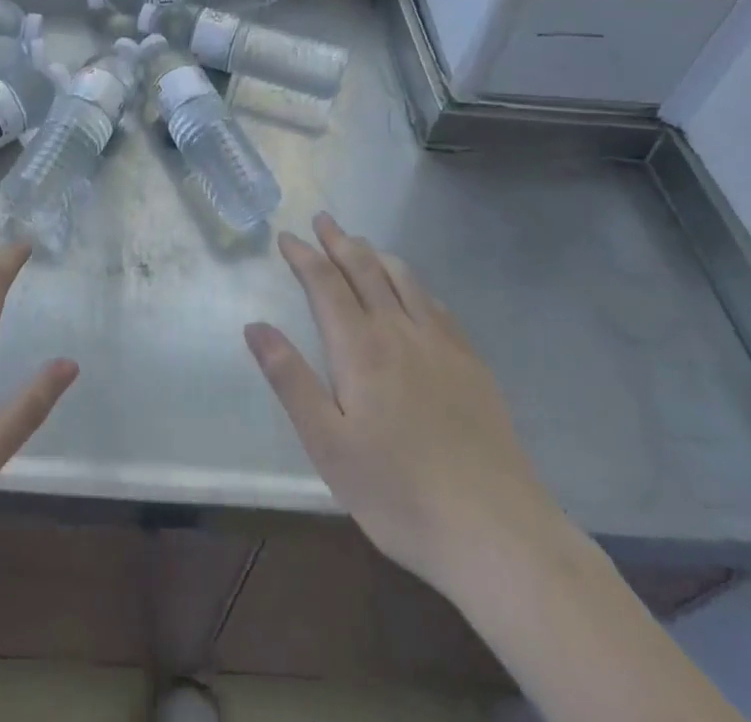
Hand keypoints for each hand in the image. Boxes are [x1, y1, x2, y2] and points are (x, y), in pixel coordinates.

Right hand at [245, 213, 570, 593]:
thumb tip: (254, 326)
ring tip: (362, 243)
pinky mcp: (472, 364)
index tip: (286, 236)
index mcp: (361, 348)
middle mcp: (400, 331)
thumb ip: (290, 380)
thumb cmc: (398, 492)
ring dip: (377, 254)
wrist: (496, 531)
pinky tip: (414, 291)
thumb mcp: (327, 445)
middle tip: (323, 219)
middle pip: (365, 269)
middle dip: (340, 241)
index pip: (325, 283)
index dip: (303, 256)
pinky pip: (437, 305)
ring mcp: (442, 345)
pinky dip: (414, 284)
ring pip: (405, 279)